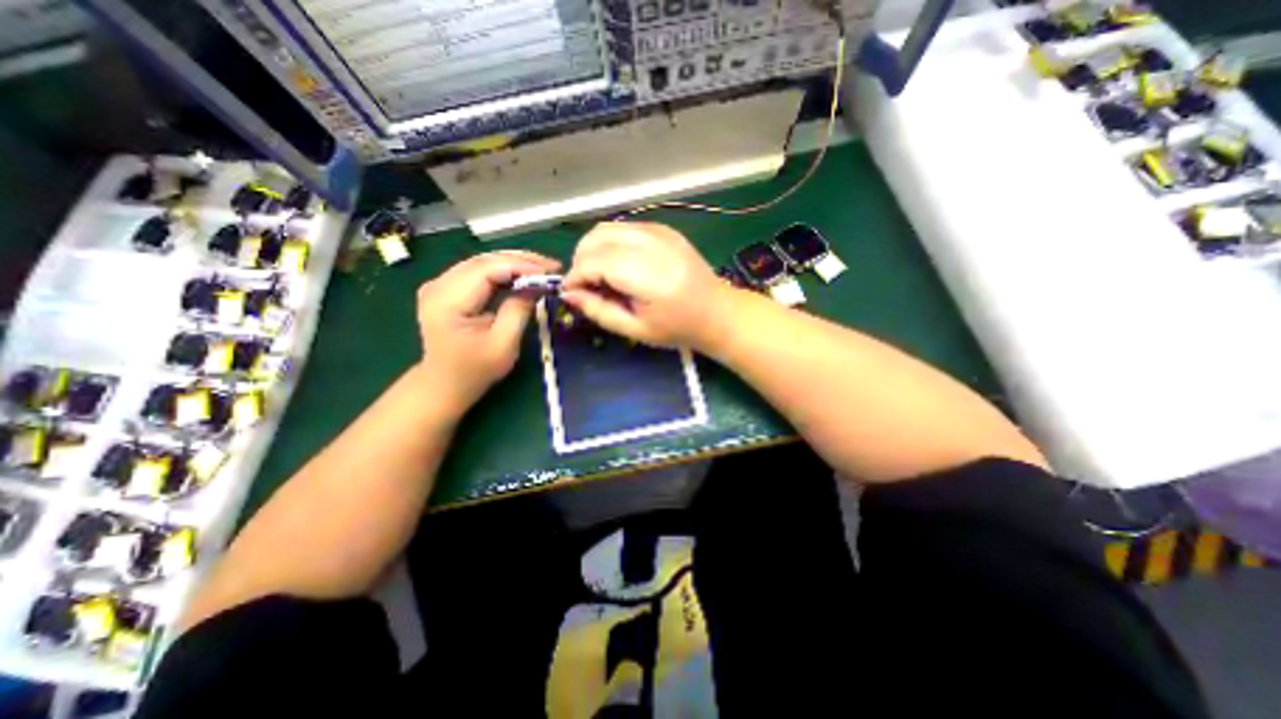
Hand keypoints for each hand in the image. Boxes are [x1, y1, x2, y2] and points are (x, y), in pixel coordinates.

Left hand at [419, 249, 557, 409]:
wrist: (445, 384)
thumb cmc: (475, 370)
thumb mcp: (503, 345)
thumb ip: (519, 310)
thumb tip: (537, 285)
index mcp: (446, 302)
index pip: (486, 270)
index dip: (520, 266)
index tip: (549, 271)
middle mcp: (437, 285)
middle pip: (483, 261)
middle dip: (520, 260)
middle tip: (551, 266)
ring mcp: (439, 284)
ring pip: (482, 262)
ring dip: (514, 263)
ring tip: (542, 268)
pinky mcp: (446, 288)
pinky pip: (478, 271)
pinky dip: (503, 271)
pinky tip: (523, 274)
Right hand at [563, 223, 728, 346]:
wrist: (717, 312)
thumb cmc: (677, 328)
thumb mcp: (635, 329)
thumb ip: (598, 310)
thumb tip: (568, 293)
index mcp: (647, 274)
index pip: (593, 261)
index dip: (575, 276)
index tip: (570, 293)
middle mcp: (651, 243)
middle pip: (596, 237)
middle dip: (581, 260)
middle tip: (587, 286)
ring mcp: (659, 231)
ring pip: (607, 228)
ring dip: (594, 249)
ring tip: (602, 276)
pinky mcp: (663, 228)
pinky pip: (624, 227)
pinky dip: (611, 243)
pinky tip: (620, 265)